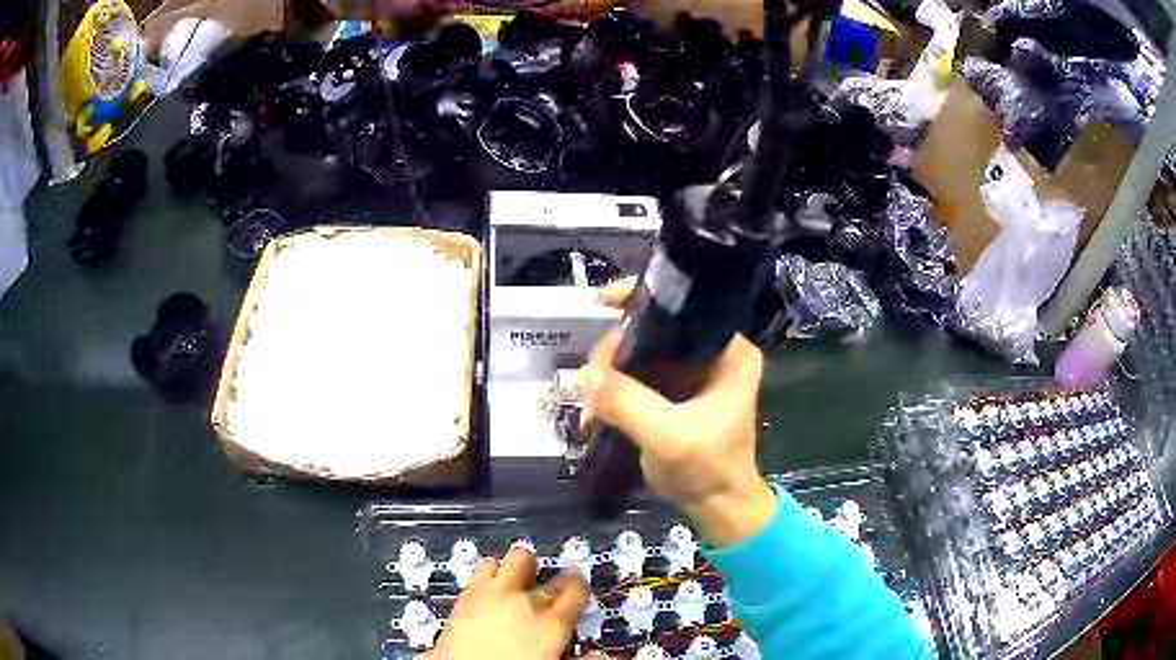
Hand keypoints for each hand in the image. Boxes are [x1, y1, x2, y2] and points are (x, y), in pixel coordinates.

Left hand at [430, 546, 590, 659]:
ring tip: (513, 575)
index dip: (579, 582)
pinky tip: (486, 586)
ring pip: (506, 561)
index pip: (576, 589)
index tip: (578, 581)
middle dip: (543, 569)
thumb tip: (600, 657)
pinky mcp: (463, 599)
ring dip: (511, 566)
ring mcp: (489, 596)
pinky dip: (485, 575)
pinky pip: (477, 571)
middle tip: (546, 578)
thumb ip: (579, 658)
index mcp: (552, 623)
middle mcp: (522, 602)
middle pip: (540, 569)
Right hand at [578, 278, 776, 547]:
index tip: (603, 304)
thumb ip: (626, 402)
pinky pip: (641, 380)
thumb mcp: (667, 436)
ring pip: (644, 356)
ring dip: (612, 375)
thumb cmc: (708, 470)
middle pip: (656, 330)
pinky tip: (596, 417)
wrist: (720, 510)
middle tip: (591, 378)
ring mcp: (696, 376)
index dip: (643, 300)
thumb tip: (585, 374)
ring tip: (589, 403)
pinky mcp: (679, 397)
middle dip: (617, 351)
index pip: (684, 307)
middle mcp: (714, 355)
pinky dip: (617, 393)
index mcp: (729, 352)